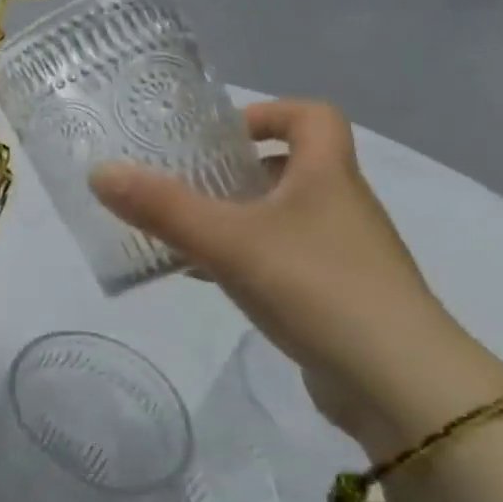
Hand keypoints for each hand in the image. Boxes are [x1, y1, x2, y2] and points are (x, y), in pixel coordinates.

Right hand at [89, 100, 502, 453]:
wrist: (402, 387)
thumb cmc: (317, 287)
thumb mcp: (227, 241)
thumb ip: (161, 207)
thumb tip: (100, 172)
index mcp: (327, 177)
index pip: (312, 116)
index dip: (266, 113)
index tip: (218, 136)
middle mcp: (341, 207)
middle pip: (289, 167)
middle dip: (233, 171)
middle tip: (183, 183)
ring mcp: (343, 255)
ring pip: (281, 217)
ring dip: (234, 217)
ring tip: (181, 231)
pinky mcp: (337, 297)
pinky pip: (282, 260)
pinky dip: (243, 259)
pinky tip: (206, 279)